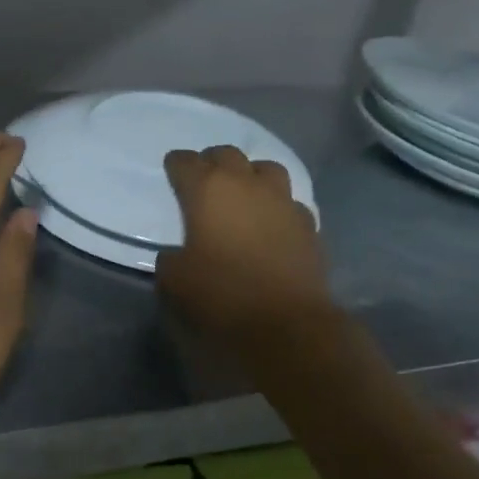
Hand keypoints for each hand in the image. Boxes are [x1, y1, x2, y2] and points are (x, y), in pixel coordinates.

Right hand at [156, 145, 334, 342]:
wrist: (287, 324)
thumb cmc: (222, 295)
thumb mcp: (174, 280)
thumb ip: (170, 258)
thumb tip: (177, 254)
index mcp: (207, 190)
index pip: (185, 162)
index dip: (175, 166)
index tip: (172, 173)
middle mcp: (246, 184)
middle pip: (227, 154)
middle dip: (212, 163)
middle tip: (204, 182)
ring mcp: (282, 201)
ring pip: (266, 168)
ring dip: (250, 175)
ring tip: (243, 194)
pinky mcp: (308, 224)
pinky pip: (289, 202)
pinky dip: (277, 207)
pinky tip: (272, 224)